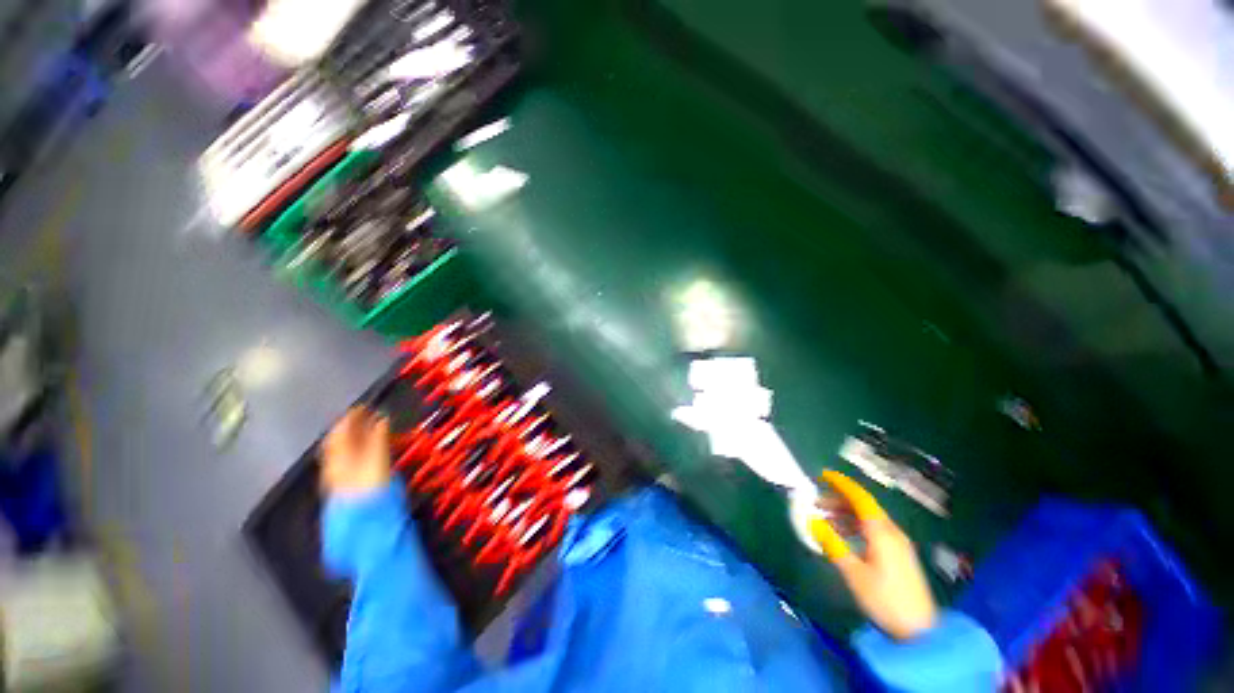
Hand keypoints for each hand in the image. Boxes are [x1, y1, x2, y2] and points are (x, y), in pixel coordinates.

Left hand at [321, 407, 391, 497]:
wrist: (364, 515)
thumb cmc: (371, 483)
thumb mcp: (378, 456)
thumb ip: (378, 436)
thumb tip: (381, 418)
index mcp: (338, 453)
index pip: (341, 428)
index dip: (352, 415)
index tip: (364, 405)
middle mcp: (334, 461)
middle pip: (340, 438)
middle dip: (353, 424)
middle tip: (367, 414)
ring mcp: (338, 473)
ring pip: (344, 448)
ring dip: (356, 436)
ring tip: (369, 428)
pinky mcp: (346, 482)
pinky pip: (348, 458)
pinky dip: (357, 448)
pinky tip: (367, 447)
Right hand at [811, 471, 937, 639]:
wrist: (920, 633)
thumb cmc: (885, 600)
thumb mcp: (854, 573)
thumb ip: (833, 545)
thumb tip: (812, 521)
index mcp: (882, 532)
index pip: (860, 498)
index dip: (841, 484)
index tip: (823, 475)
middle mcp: (892, 532)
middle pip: (864, 506)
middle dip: (839, 500)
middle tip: (816, 502)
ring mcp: (898, 544)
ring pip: (868, 519)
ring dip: (846, 514)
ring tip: (825, 519)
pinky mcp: (899, 555)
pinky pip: (874, 530)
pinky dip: (855, 526)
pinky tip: (843, 535)